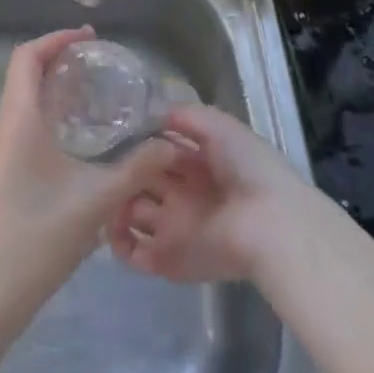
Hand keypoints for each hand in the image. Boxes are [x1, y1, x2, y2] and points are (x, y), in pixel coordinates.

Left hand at [0, 27, 180, 335]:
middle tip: (98, 69)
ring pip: (20, 108)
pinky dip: (44, 123)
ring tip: (91, 106)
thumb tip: (171, 145)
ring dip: (51, 96)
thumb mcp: (96, 201)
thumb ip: (137, 169)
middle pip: (23, 78)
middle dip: (58, 65)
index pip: (27, 56)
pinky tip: (71, 150)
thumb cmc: (36, 239)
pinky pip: (17, 133)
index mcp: (17, 120)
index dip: (56, 39)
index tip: (89, 37)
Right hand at [108, 103, 307, 286]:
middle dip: (122, 171)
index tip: (115, 134)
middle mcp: (182, 194)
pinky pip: (134, 253)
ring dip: (114, 204)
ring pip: (131, 213)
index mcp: (197, 164)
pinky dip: (118, 242)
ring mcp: (174, 227)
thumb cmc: (247, 168)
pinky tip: (111, 222)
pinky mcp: (168, 259)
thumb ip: (185, 116)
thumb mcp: (219, 126)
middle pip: (140, 180)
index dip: (139, 143)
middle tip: (104, 163)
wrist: (269, 224)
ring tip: (104, 192)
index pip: (158, 151)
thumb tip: (152, 113)